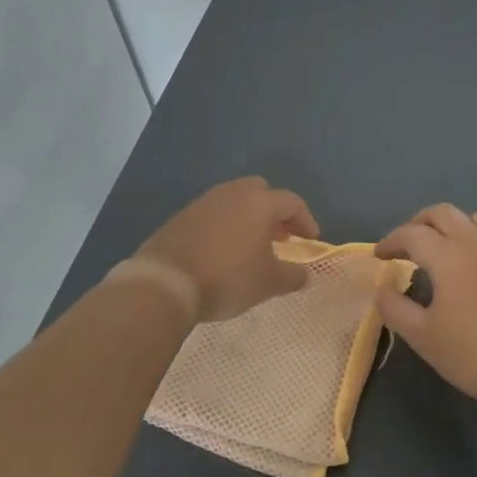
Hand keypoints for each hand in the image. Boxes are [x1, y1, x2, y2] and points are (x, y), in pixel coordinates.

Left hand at [136, 177, 319, 323]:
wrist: (165, 283)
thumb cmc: (227, 278)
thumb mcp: (268, 283)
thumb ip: (293, 276)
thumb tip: (305, 274)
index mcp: (260, 203)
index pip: (293, 203)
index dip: (306, 221)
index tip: (311, 241)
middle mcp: (234, 193)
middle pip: (262, 192)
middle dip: (275, 212)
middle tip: (281, 237)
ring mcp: (205, 201)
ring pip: (235, 200)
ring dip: (249, 217)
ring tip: (252, 245)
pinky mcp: (183, 215)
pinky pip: (214, 213)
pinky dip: (225, 225)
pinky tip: (223, 250)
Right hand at [373, 205, 476, 406]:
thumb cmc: (472, 353)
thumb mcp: (422, 337)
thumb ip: (394, 308)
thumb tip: (383, 288)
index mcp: (447, 255)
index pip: (411, 234)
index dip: (391, 241)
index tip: (379, 256)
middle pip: (443, 213)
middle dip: (420, 223)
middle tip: (408, 244)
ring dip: (456, 226)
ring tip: (447, 248)